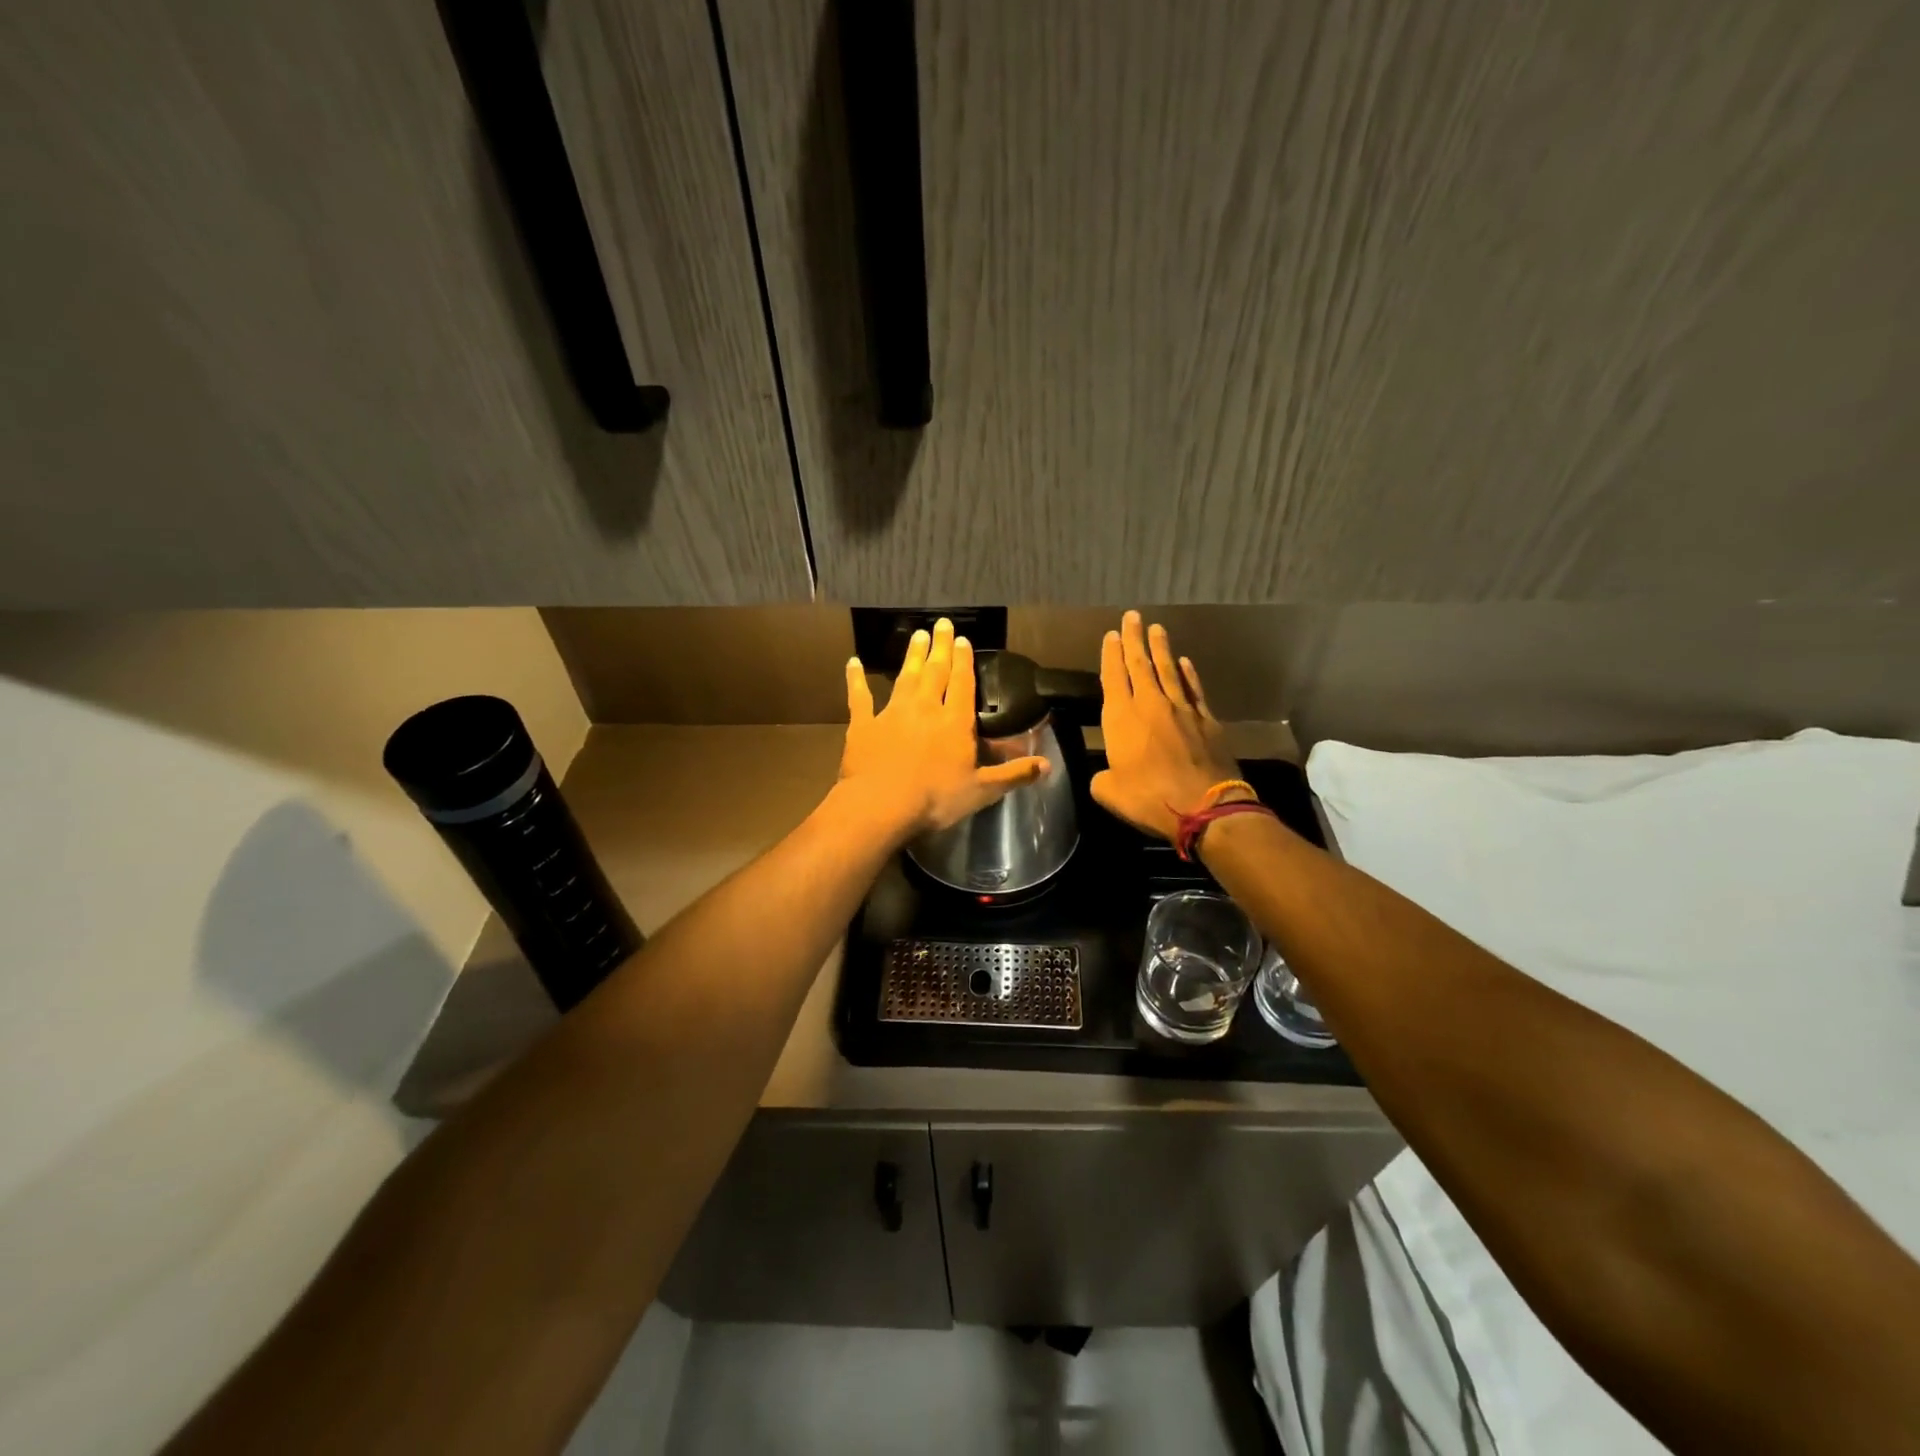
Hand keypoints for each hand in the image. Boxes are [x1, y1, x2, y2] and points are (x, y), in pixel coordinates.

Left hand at [839, 618, 1049, 836]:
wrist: (881, 806)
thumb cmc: (935, 799)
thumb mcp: (982, 791)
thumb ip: (1014, 774)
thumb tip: (1048, 765)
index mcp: (955, 722)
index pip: (963, 684)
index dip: (964, 661)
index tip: (963, 640)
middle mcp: (925, 708)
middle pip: (935, 672)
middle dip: (940, 647)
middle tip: (942, 624)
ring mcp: (892, 713)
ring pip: (905, 677)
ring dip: (912, 656)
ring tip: (917, 635)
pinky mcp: (864, 725)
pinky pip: (859, 697)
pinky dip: (856, 679)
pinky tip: (853, 663)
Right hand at [1090, 611, 1240, 841]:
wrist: (1205, 807)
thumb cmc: (1149, 799)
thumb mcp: (1109, 792)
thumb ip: (1102, 777)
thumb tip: (1106, 774)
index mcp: (1122, 718)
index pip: (1113, 677)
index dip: (1111, 655)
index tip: (1111, 635)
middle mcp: (1151, 705)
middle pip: (1140, 665)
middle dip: (1134, 640)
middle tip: (1132, 616)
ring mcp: (1182, 710)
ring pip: (1169, 671)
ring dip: (1161, 649)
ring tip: (1157, 629)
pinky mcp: (1206, 721)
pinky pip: (1194, 689)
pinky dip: (1188, 674)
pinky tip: (1185, 662)